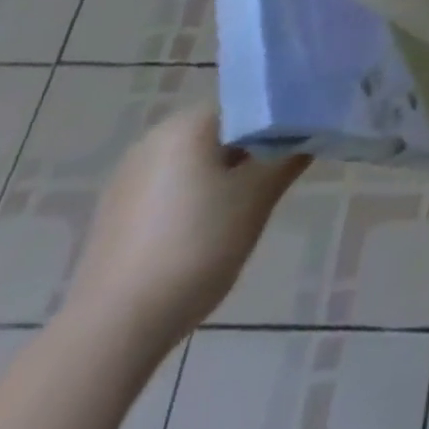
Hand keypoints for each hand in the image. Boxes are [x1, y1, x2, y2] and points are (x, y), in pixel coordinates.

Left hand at [63, 104, 307, 352]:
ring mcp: (130, 177)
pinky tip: (215, 223)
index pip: (248, 99)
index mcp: (186, 124)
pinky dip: (200, 192)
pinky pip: (173, 184)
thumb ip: (290, 155)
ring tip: (256, 195)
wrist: (112, 329)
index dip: (282, 111)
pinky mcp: (118, 212)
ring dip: (230, 168)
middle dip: (257, 142)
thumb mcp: (258, 197)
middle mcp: (154, 139)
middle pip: (222, 127)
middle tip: (288, 163)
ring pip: (198, 157)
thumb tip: (316, 129)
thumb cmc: (196, 246)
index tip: (308, 129)